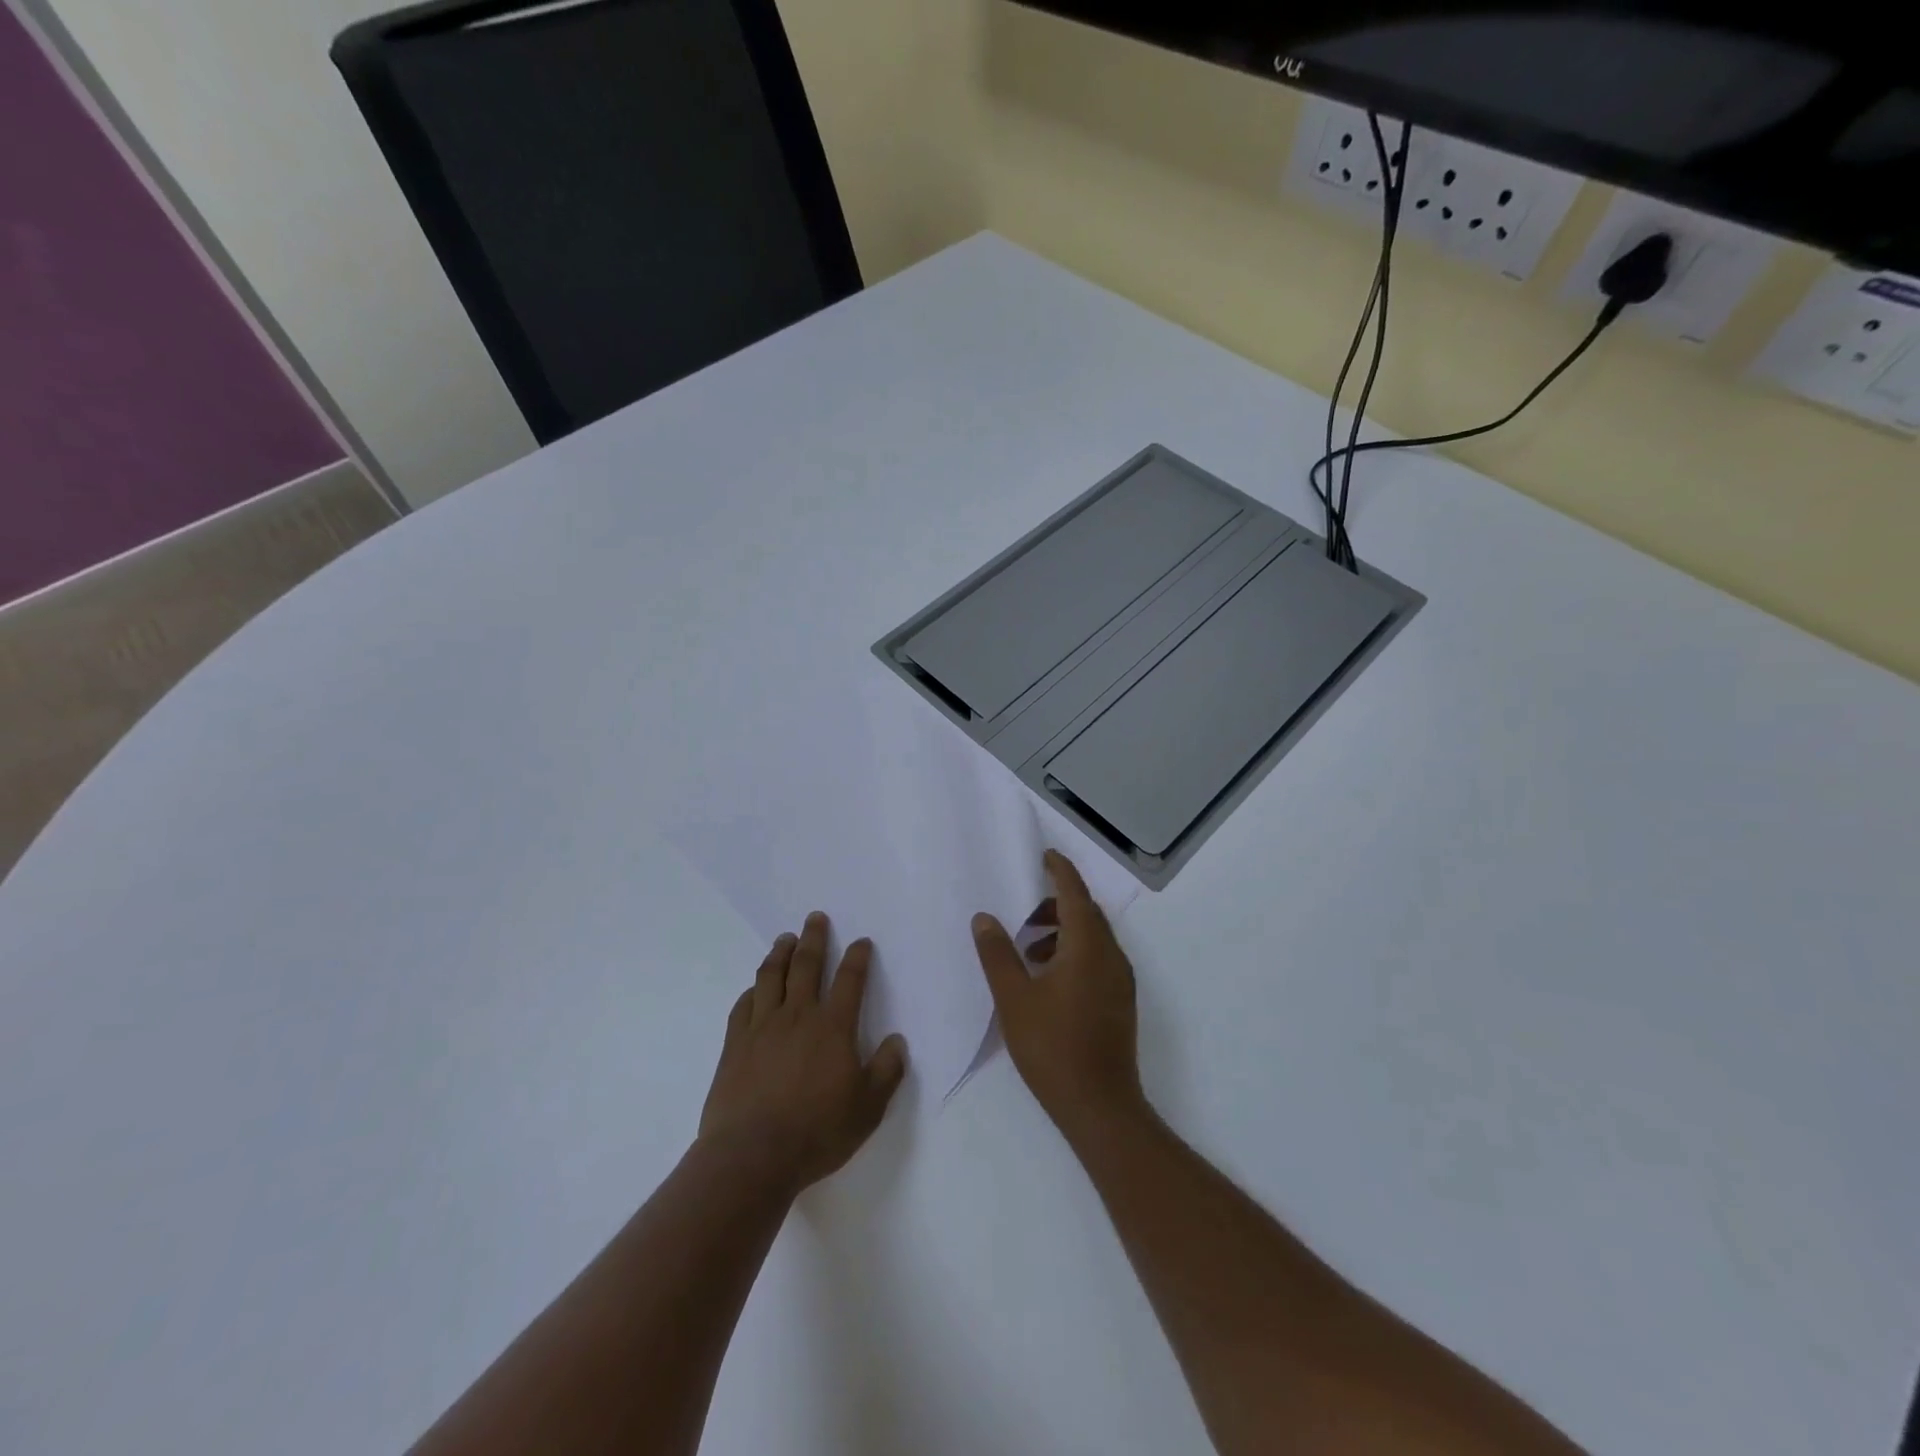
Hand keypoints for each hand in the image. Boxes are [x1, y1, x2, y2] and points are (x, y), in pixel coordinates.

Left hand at [699, 912, 907, 1193]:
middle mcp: (798, 1015)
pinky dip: (752, 990)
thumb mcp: (868, 1108)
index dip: (858, 957)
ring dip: (780, 953)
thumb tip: (896, 1041)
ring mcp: (762, 1027)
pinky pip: (743, 1006)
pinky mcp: (735, 1044)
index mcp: (833, 1027)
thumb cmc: (817, 1131)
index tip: (861, 942)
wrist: (752, 1156)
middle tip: (815, 918)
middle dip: (814, 938)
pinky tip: (754, 988)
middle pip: (807, 965)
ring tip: (785, 938)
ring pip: (771, 977)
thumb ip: (887, 1071)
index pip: (850, 980)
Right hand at [972, 851, 1144, 1138]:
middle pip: (1086, 914)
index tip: (1044, 855)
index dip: (1060, 871)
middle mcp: (1111, 955)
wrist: (1100, 1106)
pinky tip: (1046, 979)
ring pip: (1092, 938)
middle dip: (1056, 904)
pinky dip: (1073, 953)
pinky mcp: (1120, 1001)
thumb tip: (985, 918)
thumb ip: (997, 954)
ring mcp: (1120, 980)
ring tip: (1028, 950)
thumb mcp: (1014, 998)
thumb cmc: (1053, 1047)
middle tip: (1023, 912)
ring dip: (1062, 932)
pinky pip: (1097, 959)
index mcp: (1088, 946)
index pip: (1075, 893)